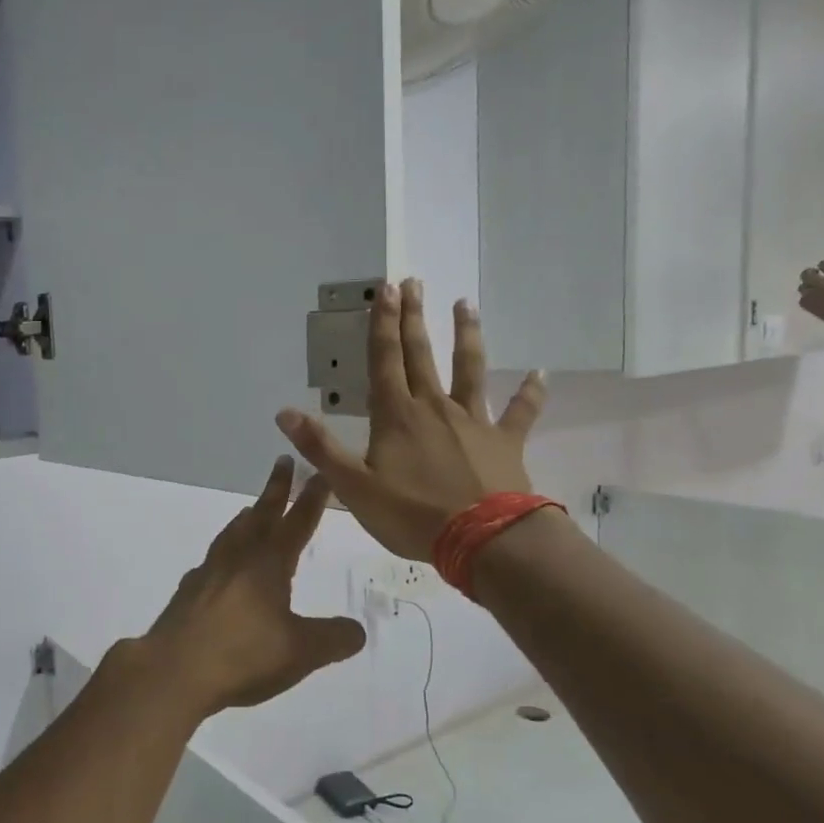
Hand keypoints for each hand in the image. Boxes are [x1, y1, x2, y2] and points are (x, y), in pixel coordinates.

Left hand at [125, 458, 364, 716]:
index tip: (320, 473)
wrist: (174, 671)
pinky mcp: (188, 592)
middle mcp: (238, 558)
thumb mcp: (301, 652)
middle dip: (276, 489)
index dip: (311, 498)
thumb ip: (334, 638)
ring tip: (253, 509)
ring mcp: (208, 572)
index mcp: (269, 564)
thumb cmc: (243, 655)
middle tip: (283, 462)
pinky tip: (221, 564)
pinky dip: (224, 550)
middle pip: (261, 515)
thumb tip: (357, 630)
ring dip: (248, 517)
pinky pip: (212, 560)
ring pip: (232, 533)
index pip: (297, 523)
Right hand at [274, 278, 543, 560]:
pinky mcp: (505, 442)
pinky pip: (519, 412)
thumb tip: (284, 412)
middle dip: (413, 317)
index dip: (382, 325)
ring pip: (469, 369)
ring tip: (465, 304)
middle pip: (421, 355)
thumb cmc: (412, 514)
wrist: (483, 540)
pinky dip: (530, 393)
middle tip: (412, 282)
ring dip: (466, 335)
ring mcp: (473, 421)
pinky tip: (539, 373)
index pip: (385, 361)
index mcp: (396, 416)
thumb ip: (320, 447)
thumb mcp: (353, 486)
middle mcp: (434, 407)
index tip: (385, 290)